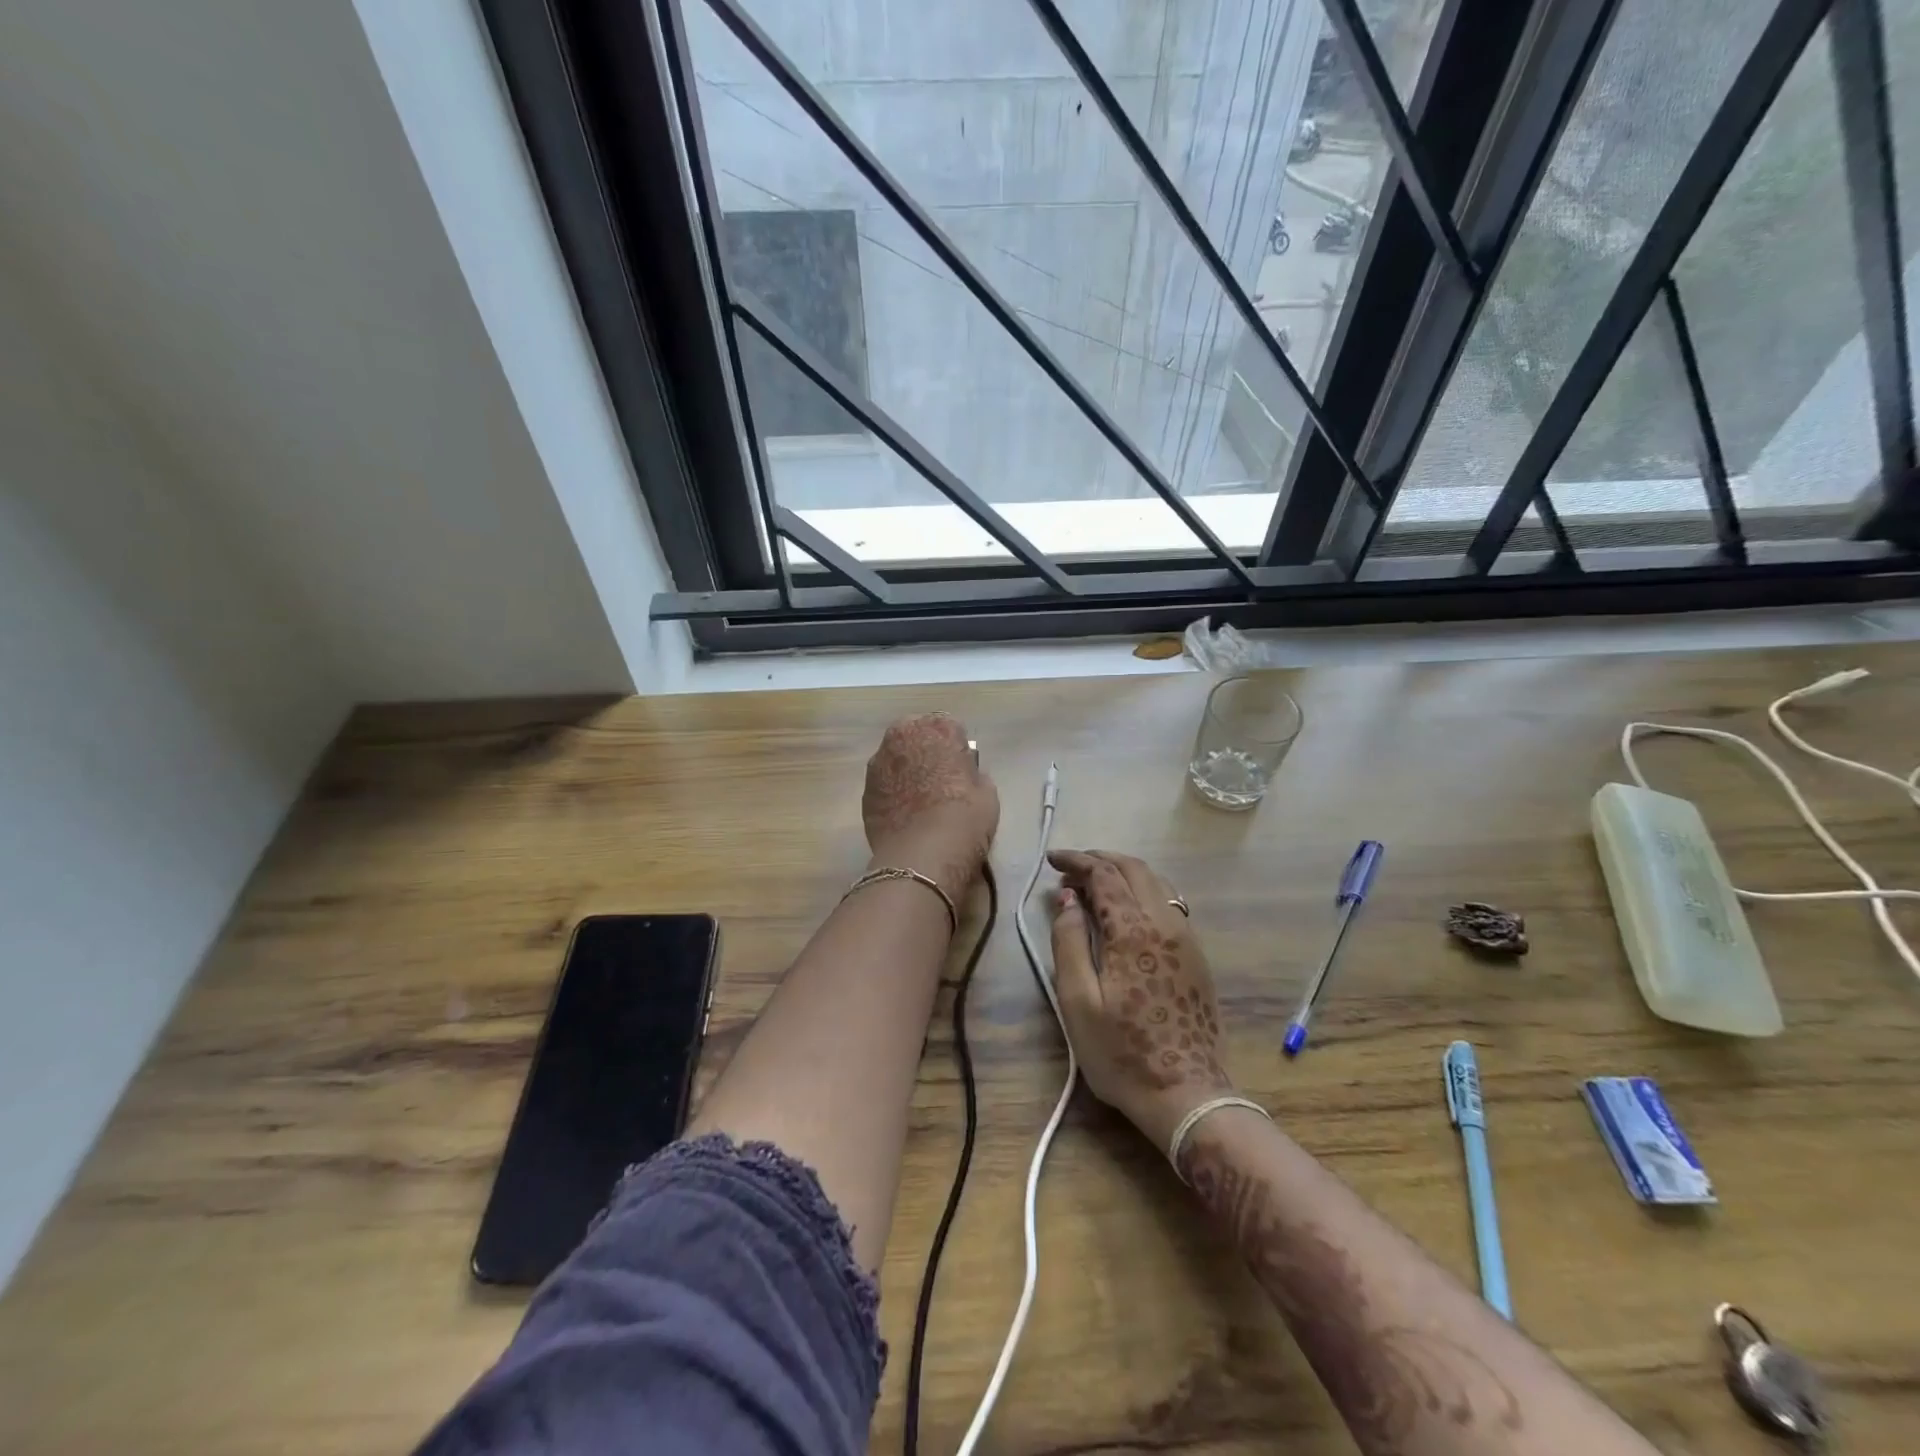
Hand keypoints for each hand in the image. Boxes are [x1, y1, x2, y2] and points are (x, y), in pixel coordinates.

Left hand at [862, 713, 998, 901]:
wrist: (922, 857)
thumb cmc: (964, 818)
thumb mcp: (987, 792)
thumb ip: (973, 774)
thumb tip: (965, 775)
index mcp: (937, 728)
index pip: (949, 728)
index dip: (956, 749)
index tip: (960, 769)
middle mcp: (901, 736)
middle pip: (916, 737)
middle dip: (925, 752)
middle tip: (939, 780)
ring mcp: (878, 763)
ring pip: (895, 760)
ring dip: (905, 771)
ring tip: (918, 800)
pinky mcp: (864, 791)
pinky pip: (883, 785)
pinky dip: (891, 793)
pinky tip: (904, 815)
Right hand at [1048, 850, 1232, 1149]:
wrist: (1186, 1095)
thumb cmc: (1122, 1052)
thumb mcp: (1078, 1001)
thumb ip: (1069, 942)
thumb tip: (1068, 899)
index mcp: (1134, 930)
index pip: (1104, 875)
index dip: (1076, 861)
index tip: (1053, 860)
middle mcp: (1166, 923)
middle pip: (1134, 869)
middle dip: (1100, 859)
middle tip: (1071, 867)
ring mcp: (1187, 938)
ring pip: (1157, 883)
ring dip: (1124, 873)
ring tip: (1095, 883)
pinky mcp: (1197, 956)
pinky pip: (1170, 903)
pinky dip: (1143, 890)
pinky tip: (1127, 908)